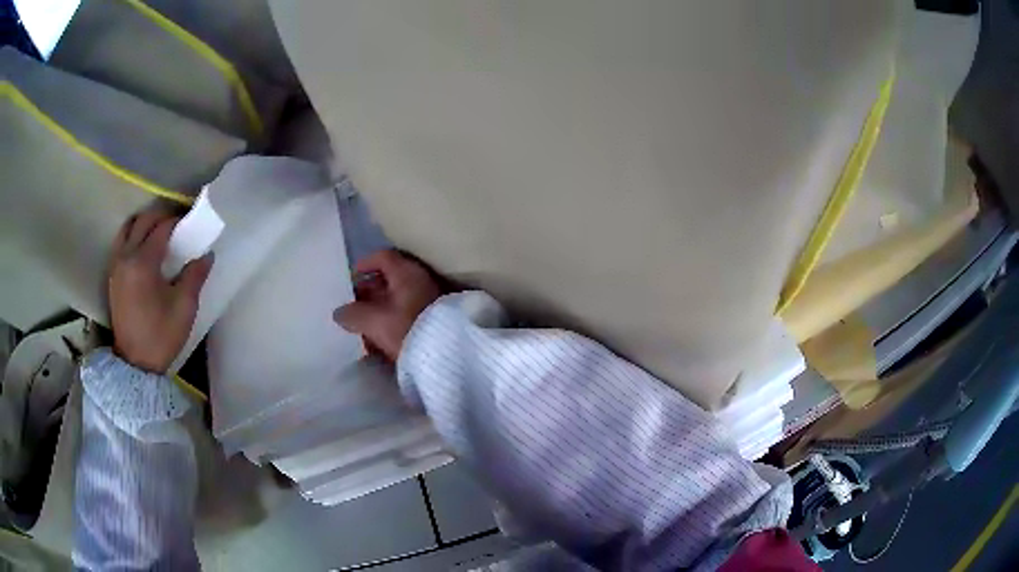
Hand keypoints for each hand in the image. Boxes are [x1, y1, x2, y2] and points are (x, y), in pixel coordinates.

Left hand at [108, 210, 213, 373]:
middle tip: (176, 226)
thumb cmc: (161, 335)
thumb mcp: (184, 307)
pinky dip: (133, 236)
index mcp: (144, 263)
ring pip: (128, 228)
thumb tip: (206, 255)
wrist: (135, 364)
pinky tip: (143, 249)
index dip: (178, 222)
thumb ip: (195, 275)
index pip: (162, 228)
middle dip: (161, 217)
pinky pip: (121, 242)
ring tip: (158, 234)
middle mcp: (126, 256)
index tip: (191, 224)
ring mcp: (116, 265)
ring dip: (144, 224)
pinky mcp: (112, 275)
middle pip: (143, 221)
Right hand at [333, 250, 441, 360]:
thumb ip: (353, 314)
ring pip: (399, 298)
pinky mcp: (435, 319)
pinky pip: (409, 313)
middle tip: (354, 305)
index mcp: (406, 272)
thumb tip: (339, 313)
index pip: (383, 257)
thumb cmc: (407, 328)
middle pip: (390, 279)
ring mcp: (430, 299)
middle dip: (370, 291)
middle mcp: (420, 280)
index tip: (352, 276)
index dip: (365, 264)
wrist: (448, 354)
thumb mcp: (374, 321)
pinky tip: (383, 337)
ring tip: (365, 325)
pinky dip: (393, 320)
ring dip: (380, 309)